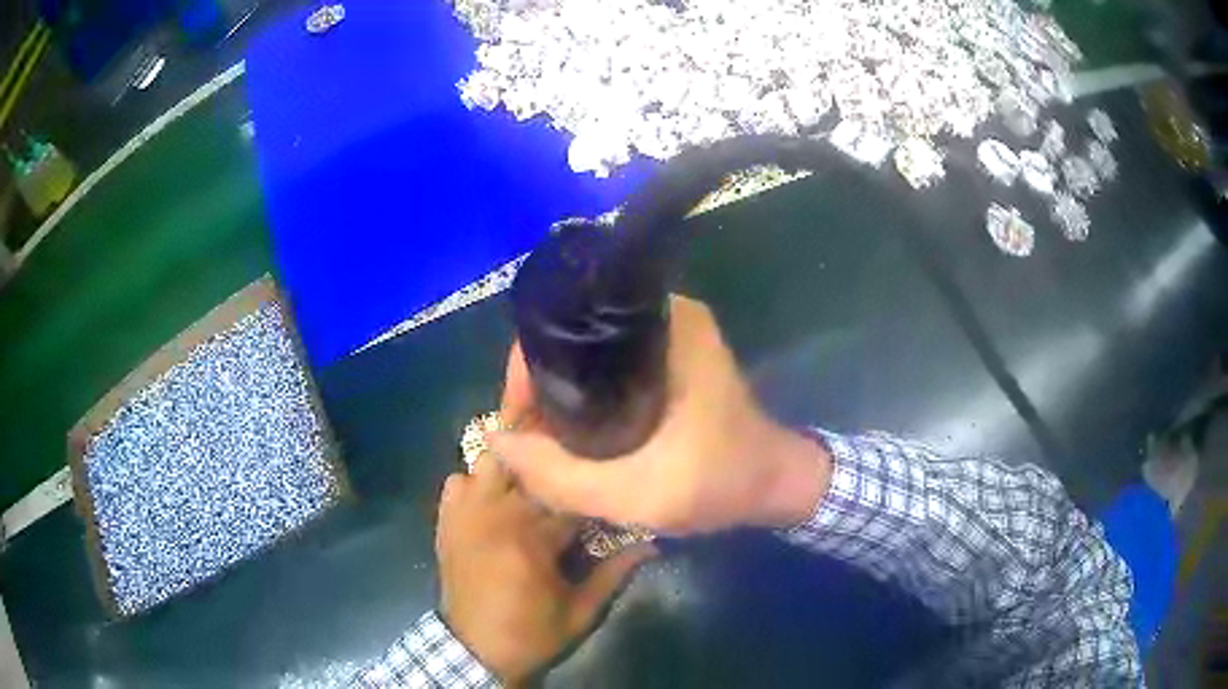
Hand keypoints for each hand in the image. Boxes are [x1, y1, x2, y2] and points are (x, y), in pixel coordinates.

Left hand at [436, 457, 655, 683]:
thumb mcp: (582, 611)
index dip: (592, 484)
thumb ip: (615, 573)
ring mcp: (466, 515)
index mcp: (533, 538)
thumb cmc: (533, 633)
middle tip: (569, 459)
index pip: (570, 491)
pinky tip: (492, 495)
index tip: (605, 482)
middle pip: (528, 462)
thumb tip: (653, 544)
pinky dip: (474, 482)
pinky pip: (456, 481)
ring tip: (532, 472)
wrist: (475, 651)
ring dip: (512, 462)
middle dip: (552, 455)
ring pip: (489, 461)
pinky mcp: (447, 523)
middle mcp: (496, 515)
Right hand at [492, 295, 831, 534]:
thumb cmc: (720, 483)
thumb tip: (498, 442)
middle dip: (540, 383)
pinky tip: (571, 429)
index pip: (567, 324)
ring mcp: (668, 335)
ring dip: (561, 390)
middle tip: (526, 433)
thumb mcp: (637, 494)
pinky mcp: (669, 358)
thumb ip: (562, 476)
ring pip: (588, 354)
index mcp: (664, 325)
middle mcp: (664, 316)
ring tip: (540, 434)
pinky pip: (608, 367)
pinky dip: (585, 394)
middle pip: (574, 336)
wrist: (776, 484)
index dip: (528, 369)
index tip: (517, 417)